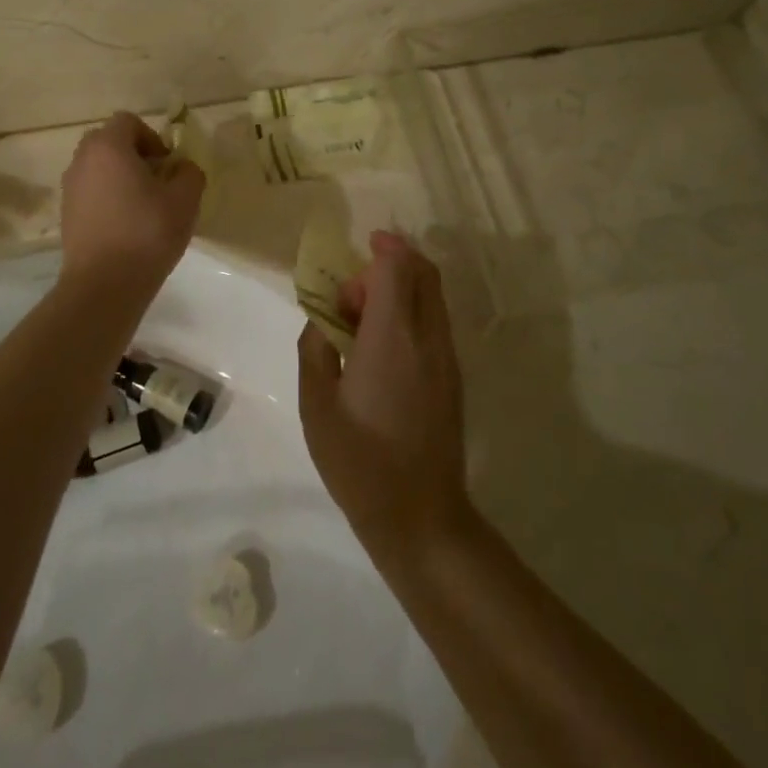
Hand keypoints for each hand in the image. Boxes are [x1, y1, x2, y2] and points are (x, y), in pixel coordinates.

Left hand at [58, 112, 205, 304]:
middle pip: (109, 142)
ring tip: (142, 206)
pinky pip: (90, 192)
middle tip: (156, 181)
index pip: (128, 122)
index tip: (166, 165)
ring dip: (119, 177)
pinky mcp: (66, 215)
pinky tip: (125, 226)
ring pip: (98, 168)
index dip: (152, 137)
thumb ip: (189, 173)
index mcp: (108, 147)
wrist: (104, 285)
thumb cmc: (147, 233)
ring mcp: (70, 188)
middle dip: (134, 155)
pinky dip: (107, 198)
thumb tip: (181, 169)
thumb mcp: (185, 199)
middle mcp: (82, 160)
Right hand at [298, 231, 468, 557]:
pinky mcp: (453, 379)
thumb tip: (321, 322)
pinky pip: (434, 324)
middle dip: (390, 266)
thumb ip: (315, 349)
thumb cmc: (359, 461)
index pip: (398, 267)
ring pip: (432, 297)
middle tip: (352, 298)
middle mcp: (427, 338)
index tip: (359, 249)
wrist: (421, 519)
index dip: (382, 248)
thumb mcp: (316, 404)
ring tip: (362, 325)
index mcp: (392, 338)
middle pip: (424, 273)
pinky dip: (411, 314)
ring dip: (400, 291)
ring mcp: (446, 359)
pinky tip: (380, 350)